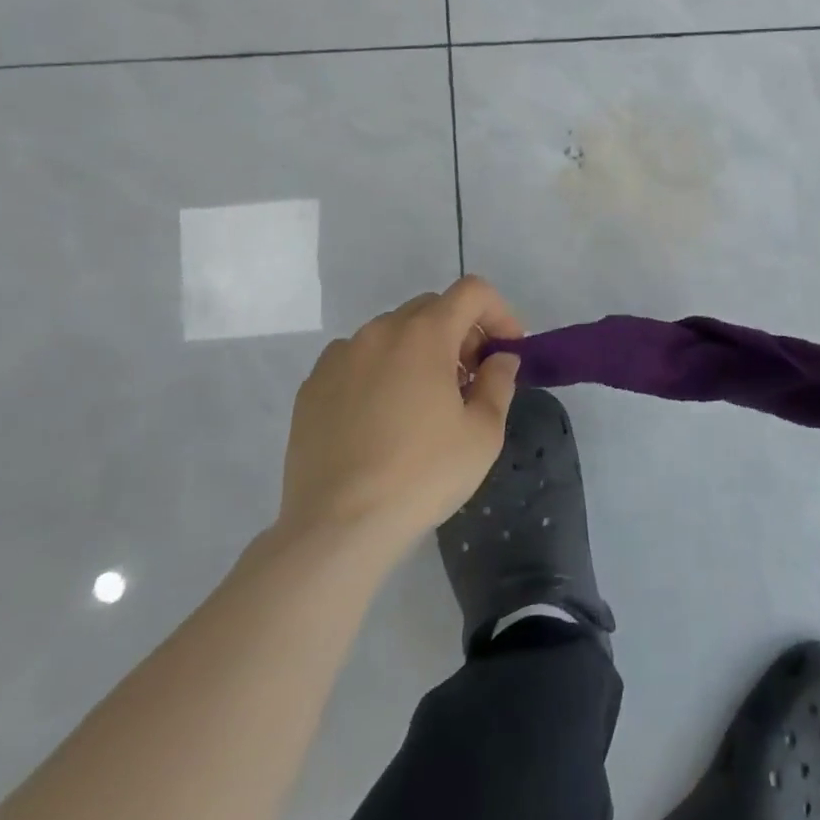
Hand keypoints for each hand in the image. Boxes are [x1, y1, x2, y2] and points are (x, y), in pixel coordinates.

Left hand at [276, 275, 522, 560]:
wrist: (337, 528)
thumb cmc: (422, 475)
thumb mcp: (483, 433)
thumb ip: (499, 382)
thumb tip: (500, 359)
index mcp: (425, 334)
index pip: (472, 292)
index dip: (499, 312)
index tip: (507, 351)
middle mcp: (379, 332)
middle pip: (432, 308)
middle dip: (461, 332)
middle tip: (470, 379)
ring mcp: (339, 357)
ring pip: (392, 333)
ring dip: (419, 351)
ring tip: (424, 402)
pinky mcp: (312, 387)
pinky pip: (358, 359)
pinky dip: (381, 371)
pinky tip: (383, 417)